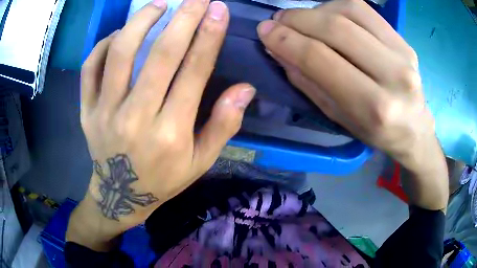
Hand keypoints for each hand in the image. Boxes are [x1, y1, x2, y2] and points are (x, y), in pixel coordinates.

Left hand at [67, 0, 254, 250]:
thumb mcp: (201, 162)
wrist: (120, 196)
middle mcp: (137, 118)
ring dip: (140, 22)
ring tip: (158, 5)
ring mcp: (105, 113)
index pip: (194, 72)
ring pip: (119, 54)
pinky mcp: (87, 111)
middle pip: (160, 55)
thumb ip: (224, 125)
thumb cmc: (163, 179)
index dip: (209, 36)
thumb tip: (245, 89)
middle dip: (183, 18)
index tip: (219, 9)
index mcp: (171, 133)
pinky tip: (118, 35)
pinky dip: (103, 44)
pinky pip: (90, 68)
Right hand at [257, 0, 447, 209]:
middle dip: (297, 19)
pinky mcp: (404, 40)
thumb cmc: (375, 131)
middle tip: (278, 20)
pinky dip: (336, 5)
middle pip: (336, 28)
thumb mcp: (338, 117)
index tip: (265, 31)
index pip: (321, 59)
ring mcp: (403, 53)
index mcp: (373, 107)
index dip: (286, 40)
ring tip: (301, 19)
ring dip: (315, 10)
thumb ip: (308, 82)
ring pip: (349, 10)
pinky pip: (364, 9)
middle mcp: (393, 76)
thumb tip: (278, 49)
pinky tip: (326, 14)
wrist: (414, 128)